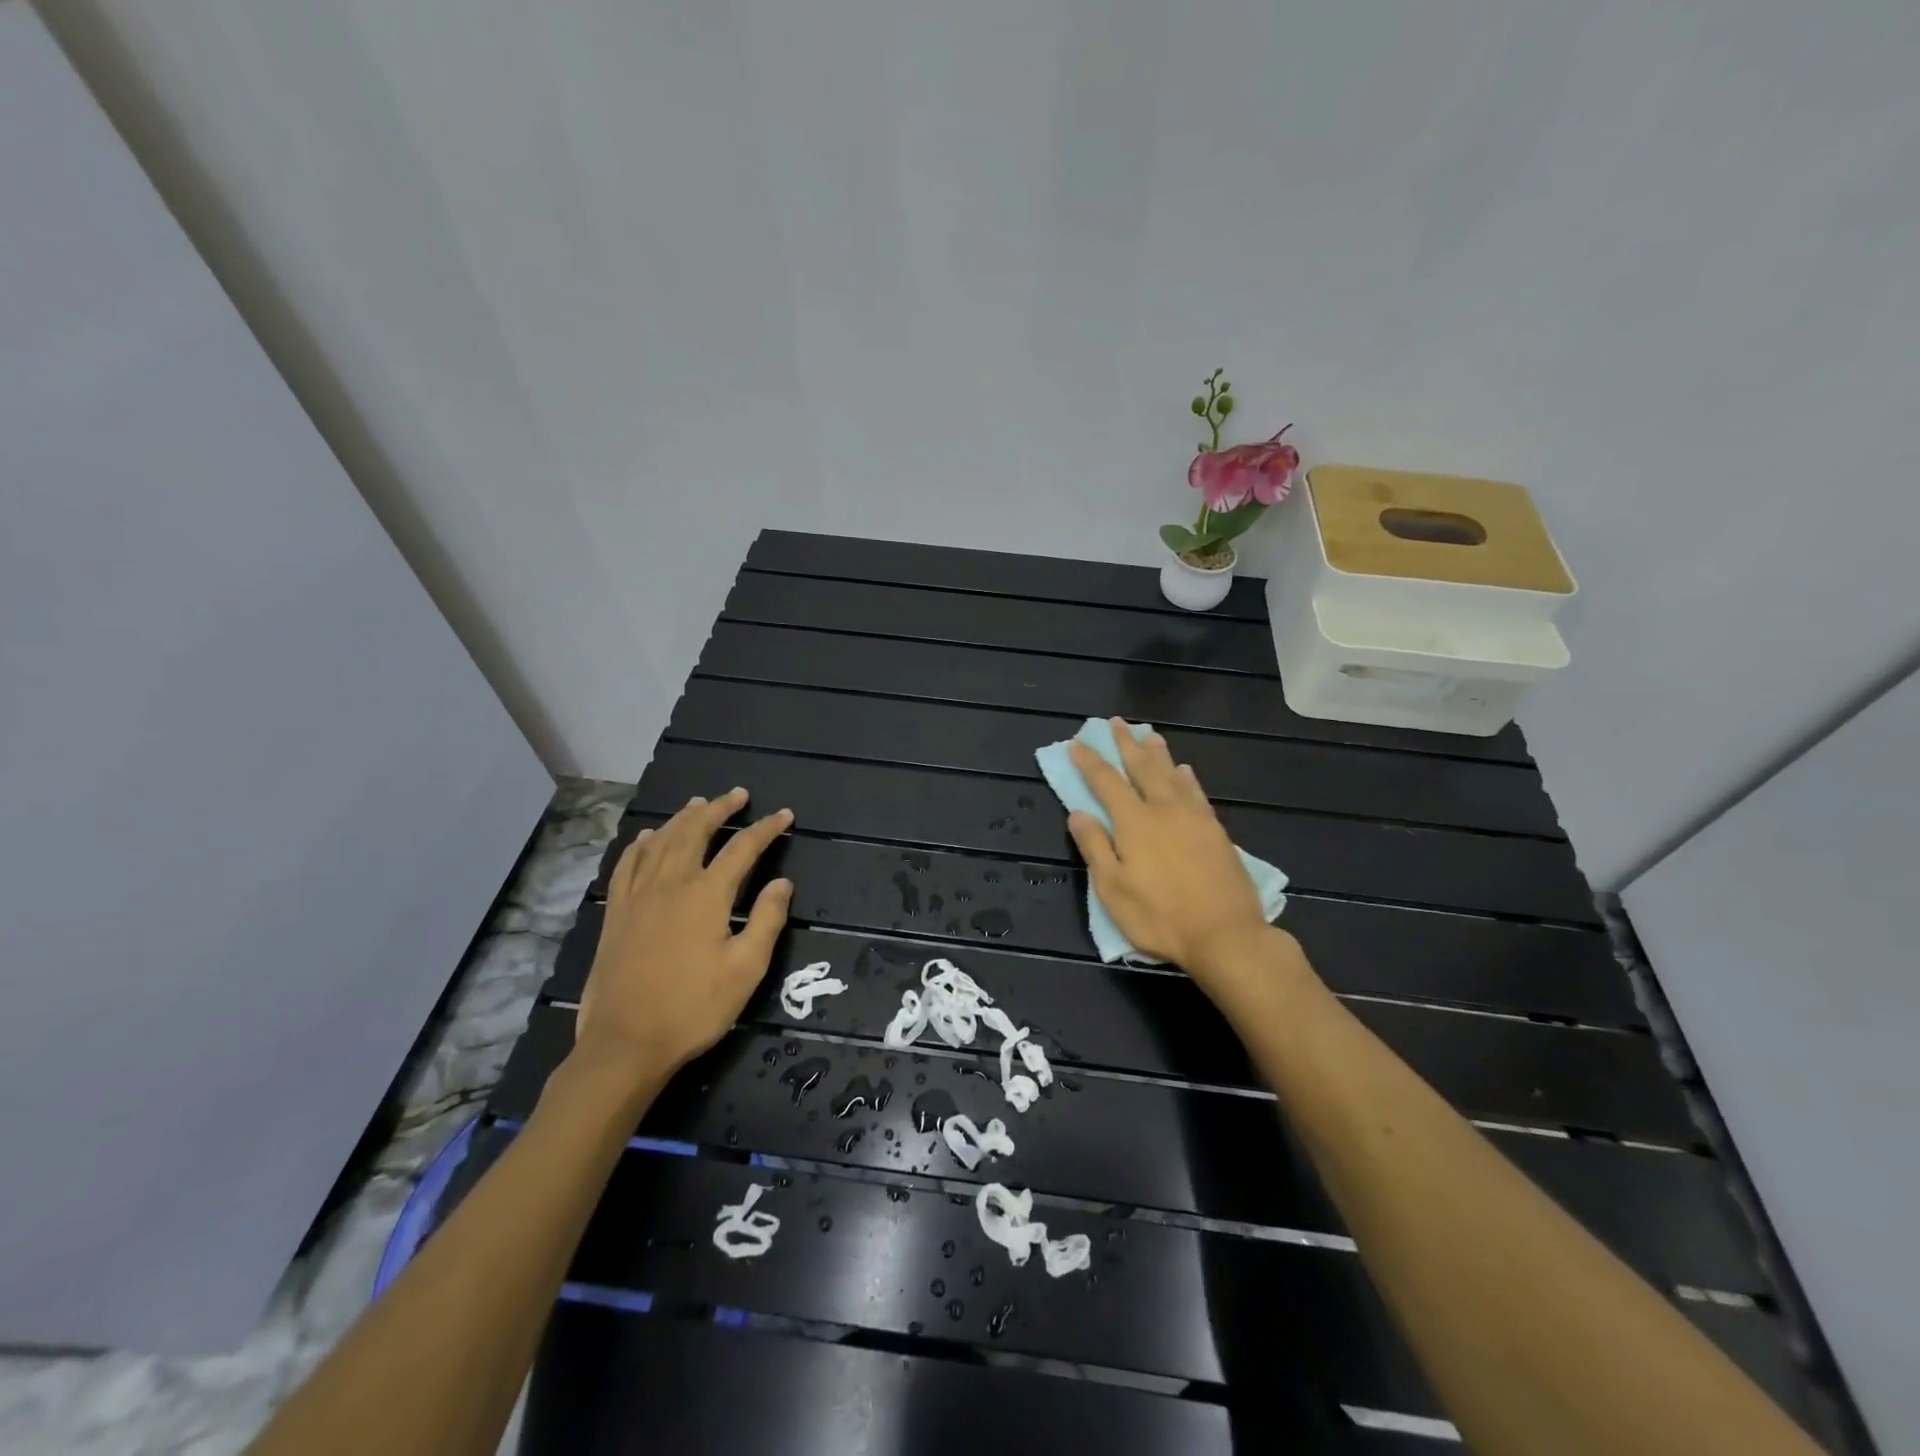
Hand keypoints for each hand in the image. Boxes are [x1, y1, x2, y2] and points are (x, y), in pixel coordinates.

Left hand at [573, 788, 793, 1083]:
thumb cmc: (693, 1009)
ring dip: (683, 818)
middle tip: (738, 795)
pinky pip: (627, 865)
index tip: (784, 815)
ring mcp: (638, 896)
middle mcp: (671, 884)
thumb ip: (766, 920)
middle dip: (719, 809)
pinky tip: (647, 837)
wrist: (624, 1043)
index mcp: (706, 895)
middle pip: (695, 831)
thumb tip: (783, 883)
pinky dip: (640, 844)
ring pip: (661, 841)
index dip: (766, 829)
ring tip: (698, 803)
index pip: (742, 849)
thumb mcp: (745, 970)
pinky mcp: (616, 914)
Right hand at [1067, 721, 1275, 990]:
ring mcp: (1194, 817)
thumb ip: (1095, 847)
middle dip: (1126, 744)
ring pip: (1172, 774)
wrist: (1226, 934)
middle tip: (1116, 722)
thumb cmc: (1160, 916)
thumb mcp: (1113, 889)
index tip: (1077, 742)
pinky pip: (1197, 792)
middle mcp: (1164, 809)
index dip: (1090, 761)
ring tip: (1149, 734)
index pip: (1106, 782)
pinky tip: (1185, 771)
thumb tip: (1078, 813)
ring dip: (1157, 752)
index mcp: (1134, 822)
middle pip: (1142, 768)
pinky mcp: (1216, 831)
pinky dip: (1187, 777)